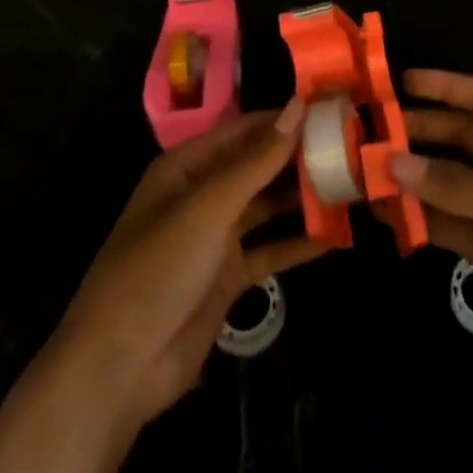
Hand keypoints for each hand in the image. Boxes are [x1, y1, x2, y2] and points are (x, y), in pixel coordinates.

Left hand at [57, 100, 321, 424]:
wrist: (119, 368)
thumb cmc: (158, 268)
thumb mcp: (209, 206)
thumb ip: (257, 159)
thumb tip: (299, 104)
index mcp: (188, 166)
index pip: (246, 129)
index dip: (286, 118)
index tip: (333, 109)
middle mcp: (204, 194)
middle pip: (259, 167)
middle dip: (300, 158)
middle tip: (353, 148)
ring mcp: (216, 237)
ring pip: (268, 207)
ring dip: (303, 198)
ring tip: (353, 185)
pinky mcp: (228, 277)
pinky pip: (270, 250)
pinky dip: (299, 243)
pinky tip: (336, 236)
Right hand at [393, 70, 472, 415]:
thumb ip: (458, 185)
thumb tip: (393, 162)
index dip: (448, 87)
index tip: (402, 83)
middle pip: (463, 139)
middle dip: (422, 133)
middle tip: (374, 134)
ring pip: (451, 183)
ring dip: (415, 179)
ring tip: (369, 175)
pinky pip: (451, 225)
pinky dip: (422, 220)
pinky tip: (389, 218)